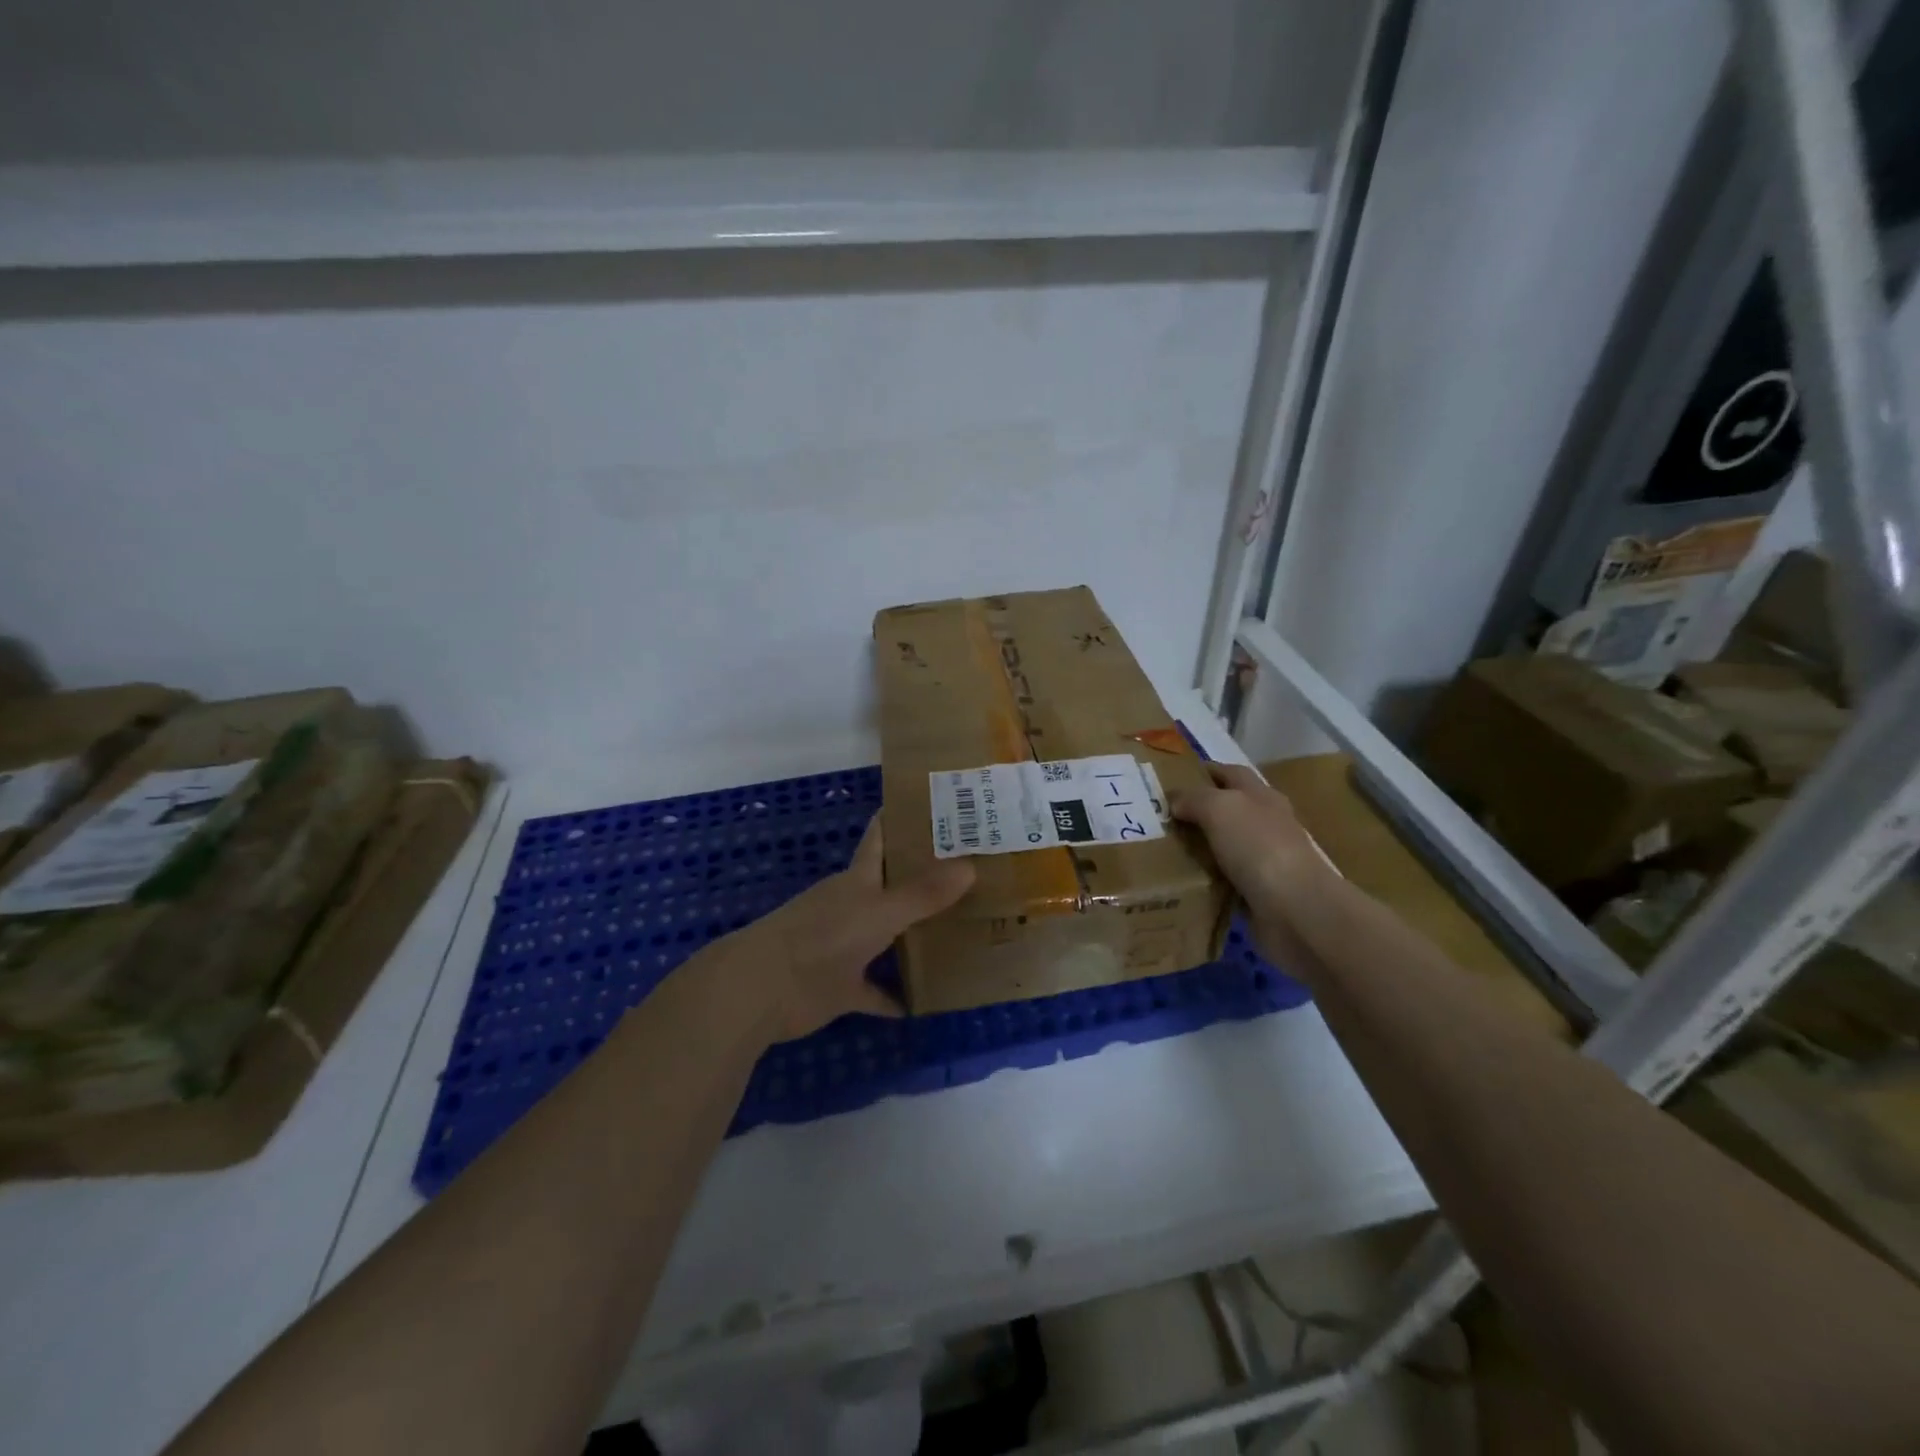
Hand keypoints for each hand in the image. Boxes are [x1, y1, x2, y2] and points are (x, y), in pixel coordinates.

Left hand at [717, 817, 974, 1042]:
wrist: (764, 989)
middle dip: (923, 881)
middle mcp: (852, 907)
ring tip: (959, 934)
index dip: (902, 820)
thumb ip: (923, 894)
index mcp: (857, 880)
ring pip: (886, 938)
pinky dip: (894, 997)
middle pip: (890, 887)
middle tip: (971, 874)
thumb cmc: (822, 937)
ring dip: (913, 939)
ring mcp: (844, 948)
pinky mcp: (839, 987)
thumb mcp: (879, 913)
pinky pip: (874, 991)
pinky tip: (923, 1003)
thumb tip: (970, 866)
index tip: (936, 808)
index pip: (880, 838)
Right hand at [1170, 763, 1333, 967]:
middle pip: (1229, 810)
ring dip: (1199, 847)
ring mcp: (1264, 861)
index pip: (1232, 774)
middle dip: (1198, 811)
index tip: (1173, 776)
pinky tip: (1180, 882)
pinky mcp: (1258, 894)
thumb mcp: (1220, 808)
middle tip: (1159, 817)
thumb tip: (1175, 802)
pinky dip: (1205, 880)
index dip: (1206, 771)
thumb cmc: (1259, 847)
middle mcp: (1266, 825)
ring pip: (1224, 846)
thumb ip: (1195, 799)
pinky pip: (1224, 881)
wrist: (1295, 910)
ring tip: (1161, 850)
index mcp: (1262, 797)